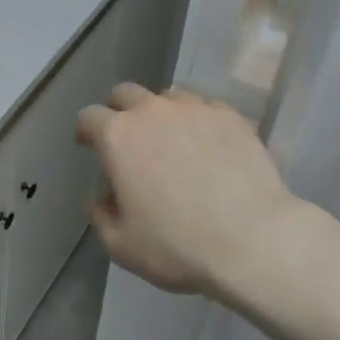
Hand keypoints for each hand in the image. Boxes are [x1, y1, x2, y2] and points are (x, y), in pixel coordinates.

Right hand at [77, 84, 300, 297]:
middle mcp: (152, 111)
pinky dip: (198, 122)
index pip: (89, 116)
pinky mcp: (229, 116)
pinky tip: (209, 146)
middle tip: (129, 139)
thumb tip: (101, 197)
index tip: (88, 146)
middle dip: (120, 110)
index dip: (86, 130)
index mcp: (118, 136)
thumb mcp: (122, 245)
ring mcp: (194, 109)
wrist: (253, 240)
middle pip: (126, 93)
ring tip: (173, 141)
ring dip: (161, 114)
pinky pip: (205, 108)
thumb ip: (101, 215)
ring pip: (168, 97)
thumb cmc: (178, 246)